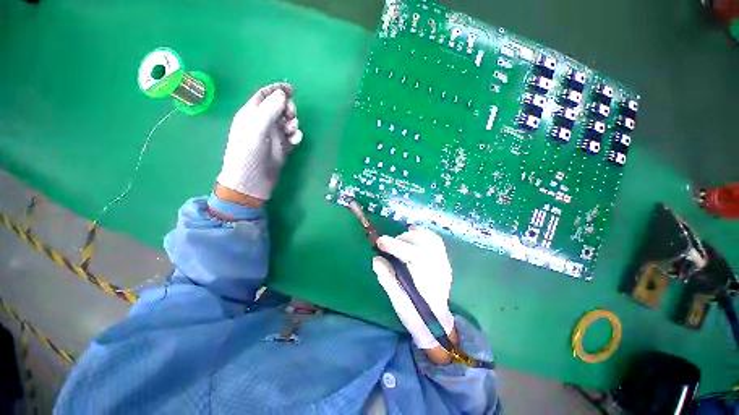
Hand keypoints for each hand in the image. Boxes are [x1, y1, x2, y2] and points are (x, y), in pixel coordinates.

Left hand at [216, 83, 302, 201]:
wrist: (251, 183)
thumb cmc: (248, 155)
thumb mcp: (256, 130)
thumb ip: (269, 111)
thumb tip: (283, 94)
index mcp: (251, 115)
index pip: (264, 95)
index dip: (277, 90)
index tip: (292, 90)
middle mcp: (262, 123)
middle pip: (279, 108)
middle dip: (288, 109)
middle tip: (291, 117)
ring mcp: (273, 137)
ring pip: (287, 122)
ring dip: (293, 124)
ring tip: (292, 132)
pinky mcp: (282, 148)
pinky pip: (292, 137)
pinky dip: (296, 136)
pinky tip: (295, 141)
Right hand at [372, 227, 454, 350]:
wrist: (437, 323)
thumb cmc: (416, 316)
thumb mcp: (399, 302)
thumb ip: (388, 279)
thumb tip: (376, 259)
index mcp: (429, 282)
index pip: (416, 255)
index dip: (396, 246)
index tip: (379, 242)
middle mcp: (440, 268)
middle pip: (424, 243)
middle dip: (401, 240)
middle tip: (386, 245)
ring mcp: (444, 262)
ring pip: (430, 238)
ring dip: (410, 235)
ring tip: (397, 242)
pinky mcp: (443, 259)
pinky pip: (433, 239)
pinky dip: (420, 233)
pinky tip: (410, 236)